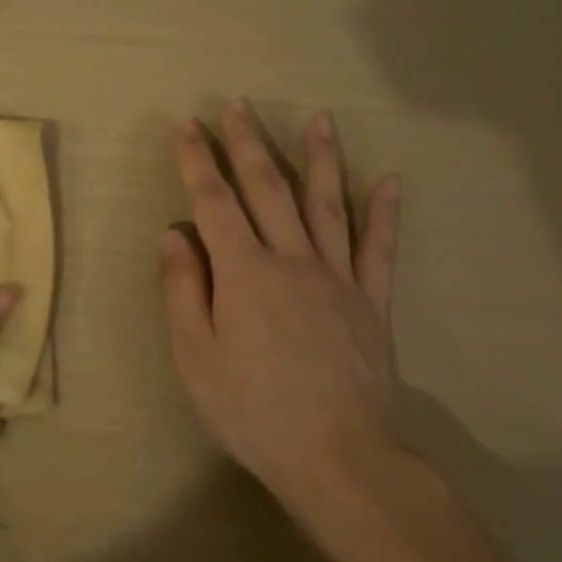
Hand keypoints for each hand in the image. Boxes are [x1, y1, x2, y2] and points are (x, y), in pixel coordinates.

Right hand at [160, 99, 402, 512]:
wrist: (337, 456)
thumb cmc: (251, 409)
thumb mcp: (195, 356)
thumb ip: (183, 289)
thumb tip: (173, 234)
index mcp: (244, 272)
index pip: (215, 202)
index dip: (198, 161)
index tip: (187, 125)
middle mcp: (292, 260)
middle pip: (268, 189)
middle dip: (248, 143)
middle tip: (237, 105)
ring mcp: (337, 278)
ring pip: (327, 204)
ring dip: (319, 158)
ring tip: (317, 119)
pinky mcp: (371, 302)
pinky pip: (379, 249)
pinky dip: (384, 213)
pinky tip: (389, 182)